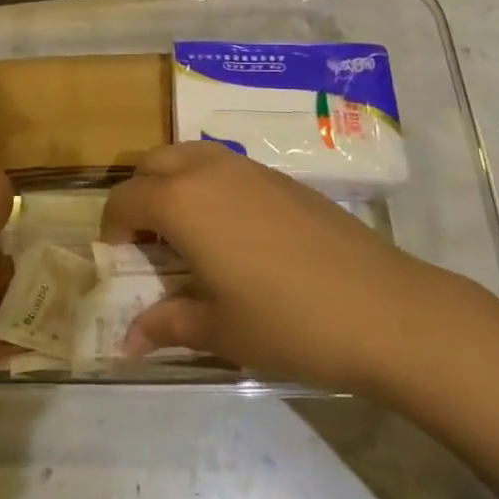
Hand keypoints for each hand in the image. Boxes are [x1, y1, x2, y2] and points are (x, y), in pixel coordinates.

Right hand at [106, 142, 498, 395]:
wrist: (385, 310)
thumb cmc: (289, 322)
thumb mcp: (220, 331)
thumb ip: (167, 325)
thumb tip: (126, 343)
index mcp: (181, 201)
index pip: (125, 199)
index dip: (113, 230)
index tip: (122, 262)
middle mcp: (208, 171)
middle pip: (152, 164)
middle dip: (139, 196)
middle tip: (150, 242)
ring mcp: (249, 169)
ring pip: (190, 155)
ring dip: (173, 182)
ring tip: (187, 231)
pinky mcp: (282, 177)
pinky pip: (225, 166)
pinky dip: (208, 184)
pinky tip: (233, 231)